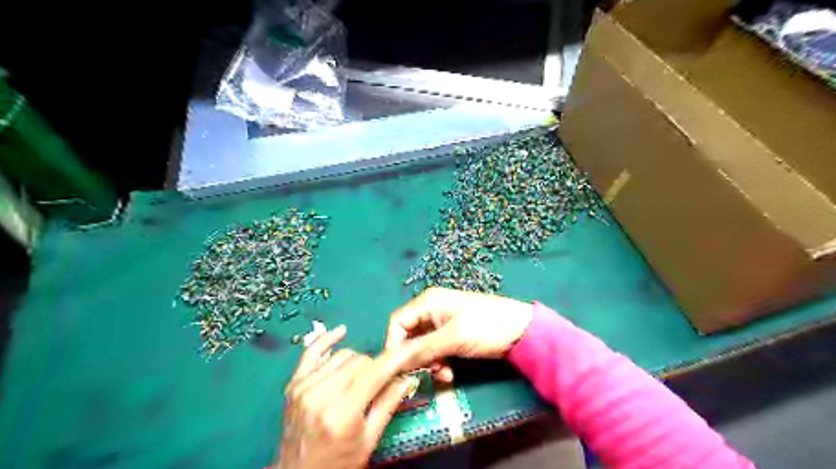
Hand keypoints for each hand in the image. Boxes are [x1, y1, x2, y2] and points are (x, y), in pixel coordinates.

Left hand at [276, 326, 418, 468]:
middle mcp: (321, 395)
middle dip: (376, 368)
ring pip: (342, 356)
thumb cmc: (338, 463)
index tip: (410, 350)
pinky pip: (312, 351)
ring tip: (360, 379)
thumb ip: (387, 404)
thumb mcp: (368, 440)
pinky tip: (342, 331)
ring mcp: (304, 387)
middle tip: (381, 381)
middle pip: (359, 361)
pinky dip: (327, 340)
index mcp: (342, 413)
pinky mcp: (293, 383)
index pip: (375, 372)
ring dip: (356, 363)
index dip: (395, 358)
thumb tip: (406, 378)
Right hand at [383, 288, 530, 383]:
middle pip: (409, 335)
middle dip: (413, 357)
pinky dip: (438, 363)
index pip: (398, 322)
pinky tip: (448, 374)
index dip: (394, 344)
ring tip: (441, 375)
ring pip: (422, 346)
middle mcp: (431, 310)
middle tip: (420, 376)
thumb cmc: (486, 326)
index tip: (396, 369)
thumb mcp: (453, 338)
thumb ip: (422, 349)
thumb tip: (393, 362)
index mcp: (428, 302)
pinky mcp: (452, 335)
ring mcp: (442, 323)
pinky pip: (435, 351)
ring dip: (427, 363)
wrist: (523, 331)